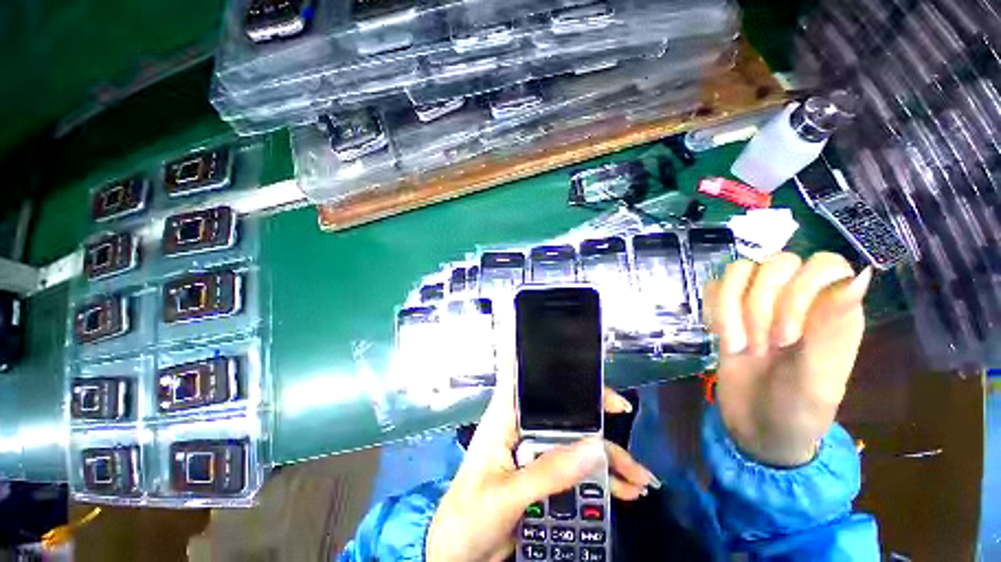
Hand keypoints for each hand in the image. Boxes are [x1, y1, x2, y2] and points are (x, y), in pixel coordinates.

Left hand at [426, 385, 657, 561]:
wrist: (459, 553)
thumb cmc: (470, 514)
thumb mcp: (508, 494)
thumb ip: (549, 471)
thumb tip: (595, 447)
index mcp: (506, 417)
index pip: (535, 383)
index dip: (563, 375)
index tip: (592, 380)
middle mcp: (523, 427)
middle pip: (564, 414)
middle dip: (596, 419)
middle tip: (627, 417)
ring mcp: (535, 452)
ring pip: (575, 443)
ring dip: (607, 457)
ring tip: (639, 476)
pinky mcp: (544, 474)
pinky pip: (576, 470)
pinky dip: (600, 479)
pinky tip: (624, 490)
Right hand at [705, 252, 871, 465]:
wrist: (757, 426)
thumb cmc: (797, 412)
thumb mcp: (818, 381)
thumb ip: (833, 331)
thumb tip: (860, 275)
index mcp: (833, 312)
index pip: (824, 265)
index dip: (799, 291)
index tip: (786, 338)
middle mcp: (797, 299)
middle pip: (776, 263)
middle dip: (760, 306)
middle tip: (761, 347)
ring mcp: (759, 303)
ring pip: (739, 270)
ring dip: (730, 308)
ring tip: (738, 343)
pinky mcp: (728, 310)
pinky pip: (715, 287)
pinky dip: (713, 309)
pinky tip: (720, 334)